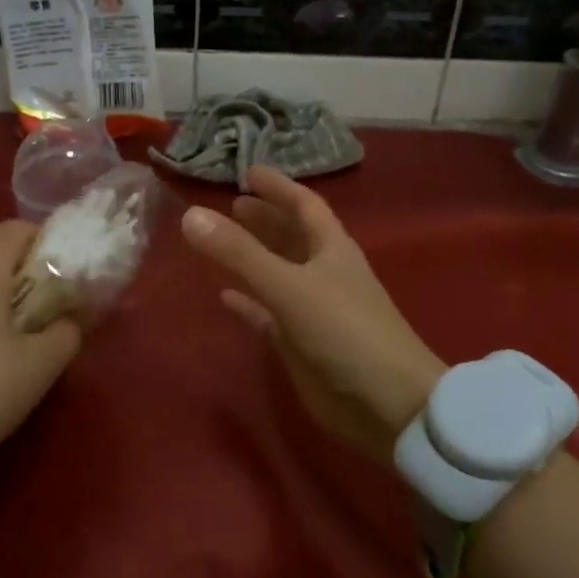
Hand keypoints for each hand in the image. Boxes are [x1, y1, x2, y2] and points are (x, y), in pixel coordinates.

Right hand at [180, 167, 444, 462]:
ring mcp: (313, 309)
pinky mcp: (301, 343)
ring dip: (252, 257)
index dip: (278, 187)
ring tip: (220, 240)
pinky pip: (268, 314)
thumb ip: (239, 253)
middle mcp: (324, 272)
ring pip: (278, 273)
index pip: (304, 205)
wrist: (387, 405)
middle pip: (291, 236)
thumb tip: (191, 215)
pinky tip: (223, 295)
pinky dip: (248, 302)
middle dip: (264, 219)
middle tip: (231, 204)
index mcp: (331, 249)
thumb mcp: (289, 286)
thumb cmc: (344, 331)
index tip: (248, 172)